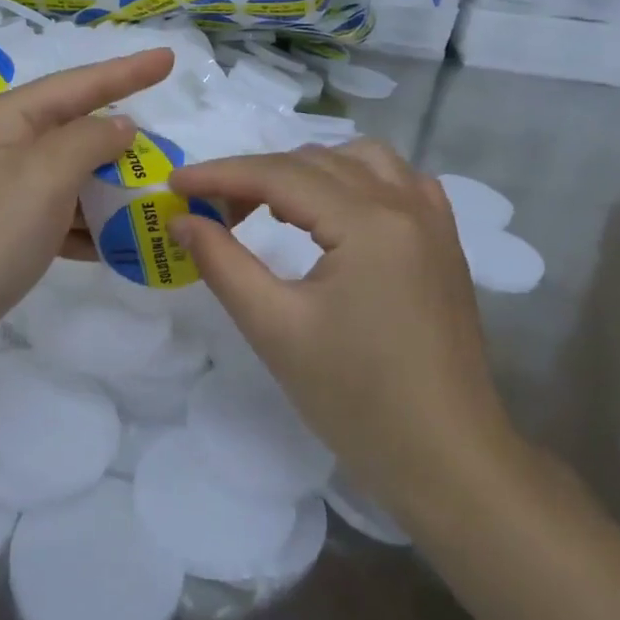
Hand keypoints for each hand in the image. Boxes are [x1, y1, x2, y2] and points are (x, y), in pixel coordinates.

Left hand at [0, 49, 173, 381]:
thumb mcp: (44, 176)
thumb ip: (90, 141)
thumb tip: (120, 126)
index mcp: (7, 118)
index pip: (79, 84)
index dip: (128, 71)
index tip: (169, 58)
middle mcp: (2, 145)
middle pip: (75, 130)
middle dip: (122, 142)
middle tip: (169, 150)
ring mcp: (1, 190)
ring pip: (70, 177)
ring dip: (110, 189)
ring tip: (155, 199)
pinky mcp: (3, 232)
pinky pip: (58, 216)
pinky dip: (88, 227)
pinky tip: (119, 245)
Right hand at [169, 141, 523, 526]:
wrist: (446, 459)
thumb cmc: (355, 399)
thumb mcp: (275, 328)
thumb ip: (222, 263)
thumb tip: (183, 219)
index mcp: (369, 222)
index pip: (279, 175)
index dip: (220, 174)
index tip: (174, 184)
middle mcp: (406, 204)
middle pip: (316, 162)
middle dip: (256, 176)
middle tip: (213, 211)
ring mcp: (433, 220)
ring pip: (360, 160)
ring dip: (307, 170)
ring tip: (270, 205)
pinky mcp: (445, 242)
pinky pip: (398, 181)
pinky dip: (356, 179)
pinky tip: (337, 210)